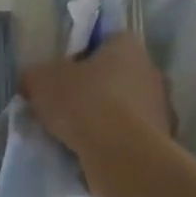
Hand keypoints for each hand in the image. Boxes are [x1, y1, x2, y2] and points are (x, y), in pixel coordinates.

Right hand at [20, 33, 170, 167]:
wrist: (121, 155)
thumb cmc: (83, 103)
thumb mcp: (41, 81)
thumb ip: (35, 76)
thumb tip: (33, 82)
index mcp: (127, 45)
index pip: (102, 41)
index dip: (78, 57)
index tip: (60, 77)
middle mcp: (150, 69)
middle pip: (115, 75)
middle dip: (92, 89)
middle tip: (64, 107)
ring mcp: (161, 105)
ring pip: (124, 106)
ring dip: (105, 117)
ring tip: (76, 135)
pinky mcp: (162, 138)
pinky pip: (131, 134)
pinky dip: (115, 140)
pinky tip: (93, 152)